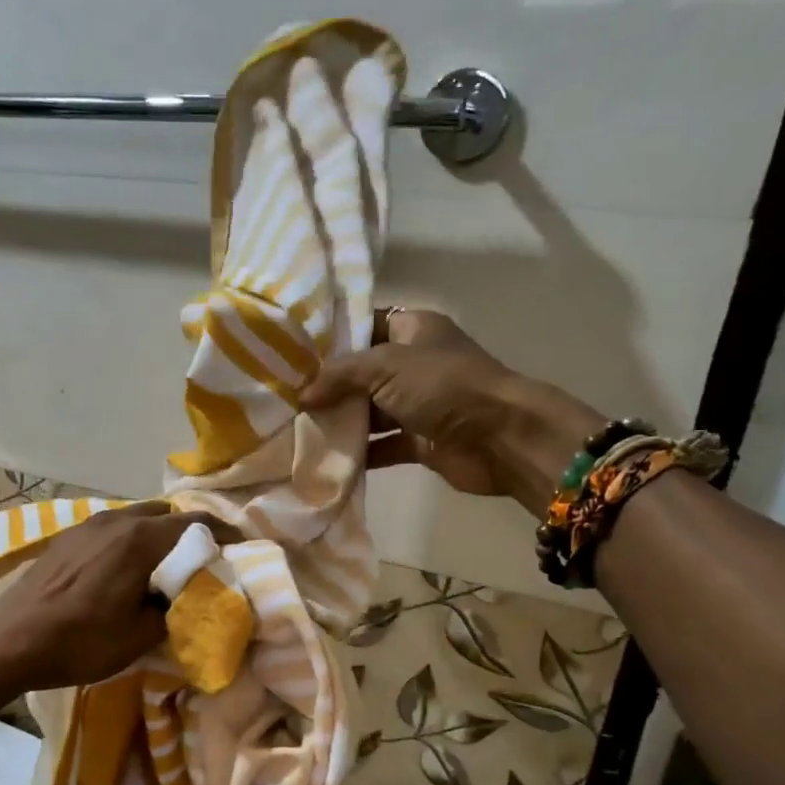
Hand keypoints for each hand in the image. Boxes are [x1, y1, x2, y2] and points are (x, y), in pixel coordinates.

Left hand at [0, 502, 228, 693]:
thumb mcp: (138, 638)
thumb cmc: (78, 641)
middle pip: (167, 515)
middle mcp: (118, 520)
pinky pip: (113, 528)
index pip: (197, 523)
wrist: (7, 640)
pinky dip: (131, 540)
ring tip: (163, 566)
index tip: (240, 548)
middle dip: (189, 534)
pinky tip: (124, 569)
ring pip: (138, 518)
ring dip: (157, 535)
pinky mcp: (68, 536)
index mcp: (141, 539)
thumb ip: (172, 613)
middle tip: (200, 562)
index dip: (224, 534)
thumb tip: (184, 602)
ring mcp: (89, 524)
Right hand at [300, 308, 604, 502]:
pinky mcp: (420, 440)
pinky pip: (382, 445)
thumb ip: (339, 375)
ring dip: (340, 421)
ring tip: (294, 428)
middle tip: (283, 395)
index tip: (290, 351)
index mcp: (412, 329)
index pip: (362, 325)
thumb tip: (302, 393)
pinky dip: (359, 453)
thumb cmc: (444, 386)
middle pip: (361, 372)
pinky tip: (324, 459)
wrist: (502, 437)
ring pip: (369, 410)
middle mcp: (413, 363)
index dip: (329, 337)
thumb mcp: (385, 366)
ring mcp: (417, 404)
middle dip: (327, 385)